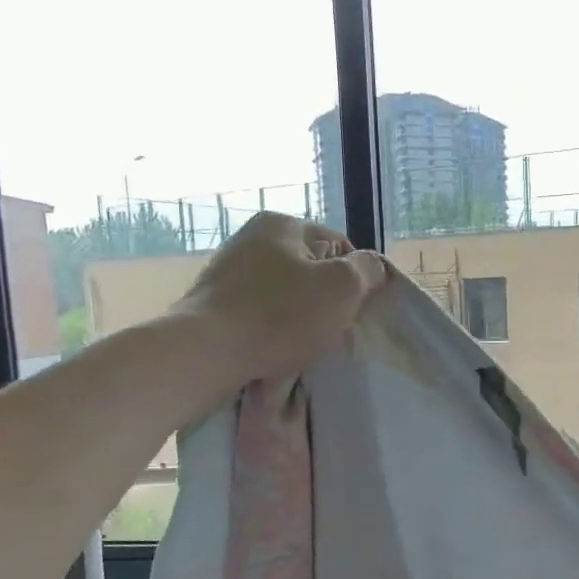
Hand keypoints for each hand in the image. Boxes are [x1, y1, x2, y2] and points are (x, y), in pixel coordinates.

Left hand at [178, 212, 386, 385]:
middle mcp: (251, 239)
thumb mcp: (342, 288)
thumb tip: (371, 266)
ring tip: (304, 347)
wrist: (207, 353)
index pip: (338, 245)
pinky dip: (272, 332)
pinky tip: (276, 353)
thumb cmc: (282, 316)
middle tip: (333, 331)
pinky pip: (258, 315)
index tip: (356, 310)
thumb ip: (367, 270)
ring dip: (299, 320)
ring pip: (284, 296)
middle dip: (325, 300)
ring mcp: (227, 271)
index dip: (356, 279)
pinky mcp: (213, 305)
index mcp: (282, 225)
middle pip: (310, 271)